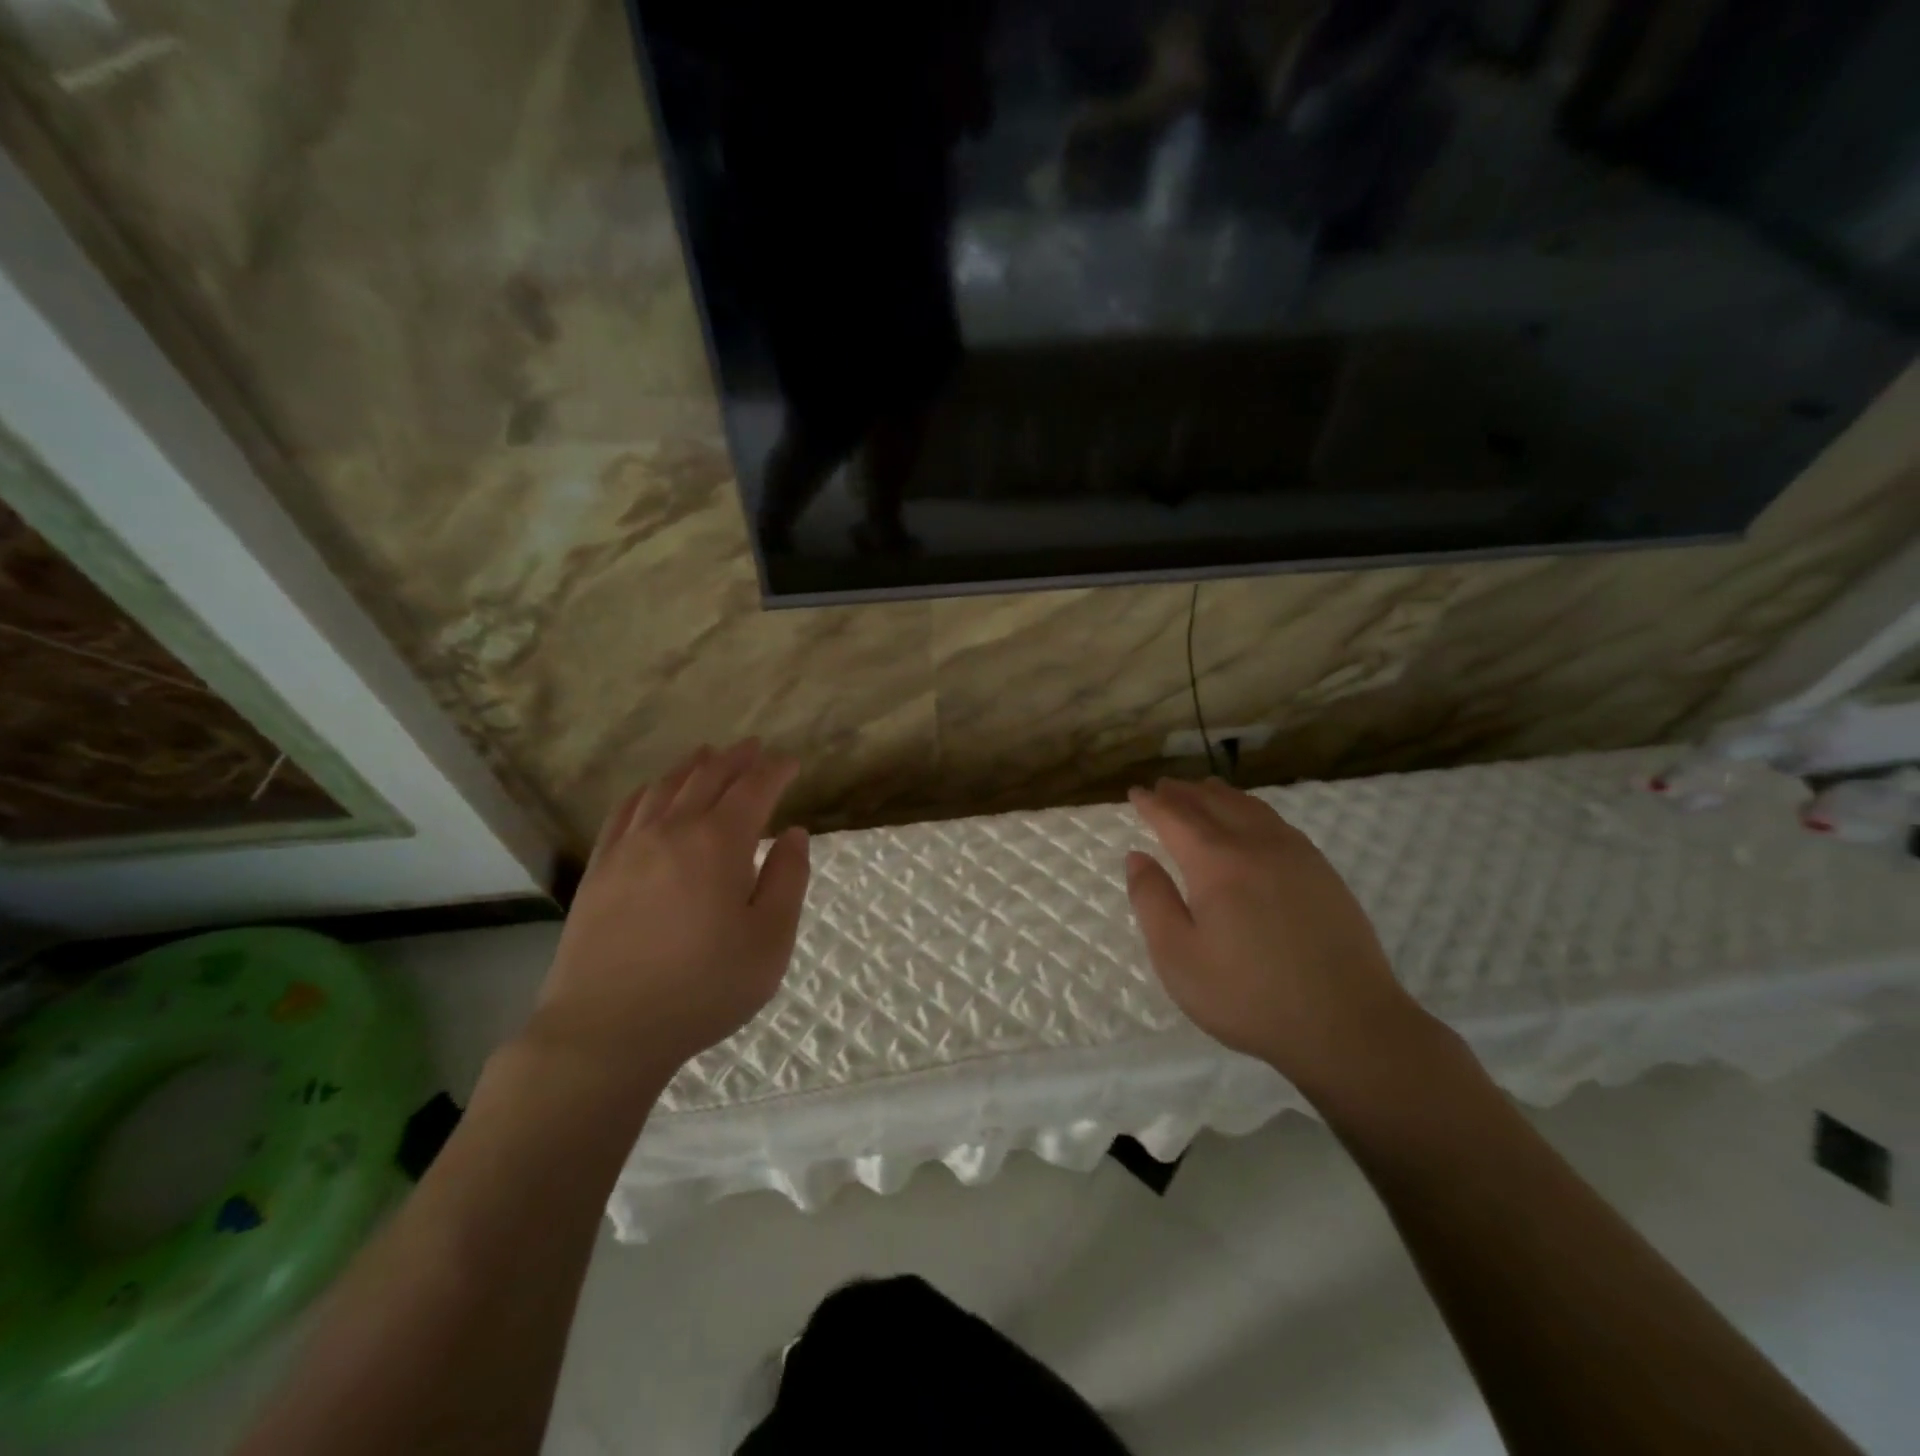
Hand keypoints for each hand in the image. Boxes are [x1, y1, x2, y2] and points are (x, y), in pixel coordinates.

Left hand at [529, 740, 810, 1087]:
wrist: (606, 1029)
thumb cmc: (703, 988)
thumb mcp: (770, 941)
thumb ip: (788, 880)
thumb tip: (794, 834)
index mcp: (720, 843)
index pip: (754, 790)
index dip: (775, 771)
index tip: (790, 763)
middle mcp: (673, 830)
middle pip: (708, 778)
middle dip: (736, 759)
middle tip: (753, 747)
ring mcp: (629, 847)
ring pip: (665, 788)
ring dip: (692, 767)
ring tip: (707, 754)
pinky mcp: (600, 869)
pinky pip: (625, 811)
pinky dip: (646, 791)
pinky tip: (652, 790)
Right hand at [1124, 777, 1427, 1089]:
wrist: (1348, 1025)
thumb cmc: (1249, 996)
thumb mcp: (1179, 958)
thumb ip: (1152, 901)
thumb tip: (1137, 857)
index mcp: (1217, 863)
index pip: (1176, 818)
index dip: (1152, 803)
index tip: (1135, 792)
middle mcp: (1257, 845)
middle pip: (1214, 803)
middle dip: (1184, 792)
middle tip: (1163, 786)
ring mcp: (1296, 855)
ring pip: (1250, 807)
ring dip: (1220, 795)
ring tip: (1203, 790)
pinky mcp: (1323, 872)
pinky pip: (1278, 822)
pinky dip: (1252, 809)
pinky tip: (1252, 820)